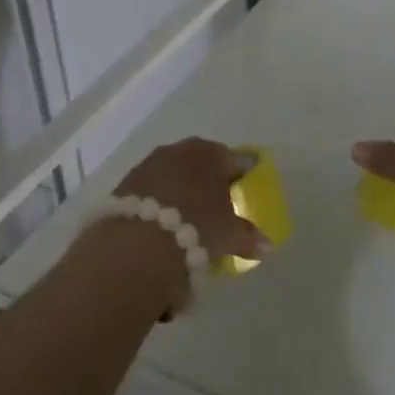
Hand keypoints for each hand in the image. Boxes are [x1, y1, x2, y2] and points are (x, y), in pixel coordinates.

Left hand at [114, 137, 272, 270]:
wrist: (139, 242)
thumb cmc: (196, 227)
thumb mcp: (229, 235)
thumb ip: (249, 236)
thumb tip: (267, 245)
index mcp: (209, 152)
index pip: (231, 161)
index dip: (237, 180)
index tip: (238, 199)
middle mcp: (179, 149)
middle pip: (199, 164)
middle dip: (206, 184)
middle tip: (212, 212)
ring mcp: (149, 163)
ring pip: (172, 174)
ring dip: (179, 192)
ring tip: (184, 221)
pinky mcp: (126, 182)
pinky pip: (150, 189)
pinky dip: (157, 202)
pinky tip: (159, 226)